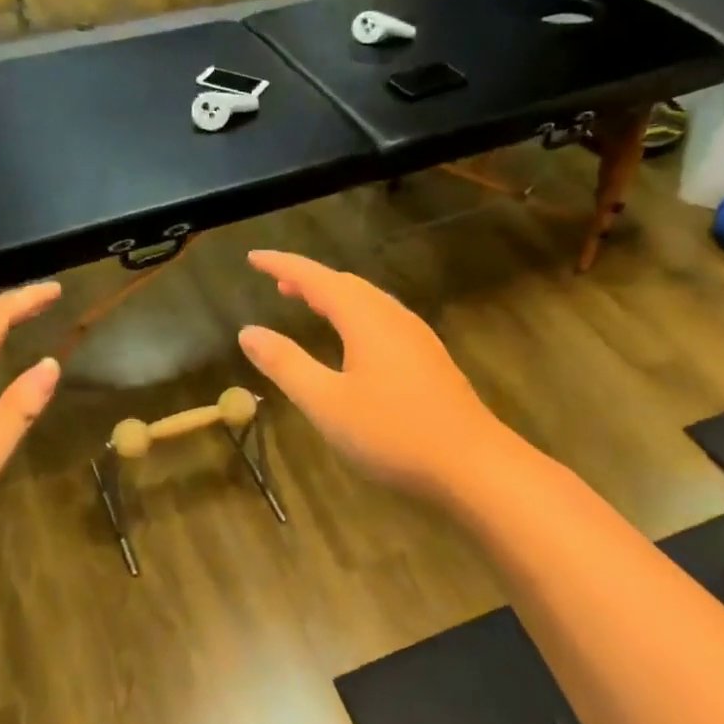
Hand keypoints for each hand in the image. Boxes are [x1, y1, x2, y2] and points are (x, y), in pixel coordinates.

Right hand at [238, 251, 514, 502]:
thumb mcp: (327, 403)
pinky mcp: (428, 358)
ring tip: (306, 303)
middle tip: (277, 284)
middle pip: (344, 284)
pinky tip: (351, 340)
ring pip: (367, 301)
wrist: (474, 466)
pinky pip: (381, 319)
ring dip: (332, 296)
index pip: (315, 278)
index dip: (282, 264)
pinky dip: (353, 314)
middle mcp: (392, 317)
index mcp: (365, 318)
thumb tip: (248, 332)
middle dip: (308, 279)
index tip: (253, 257)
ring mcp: (416, 336)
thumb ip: (285, 364)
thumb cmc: (393, 433)